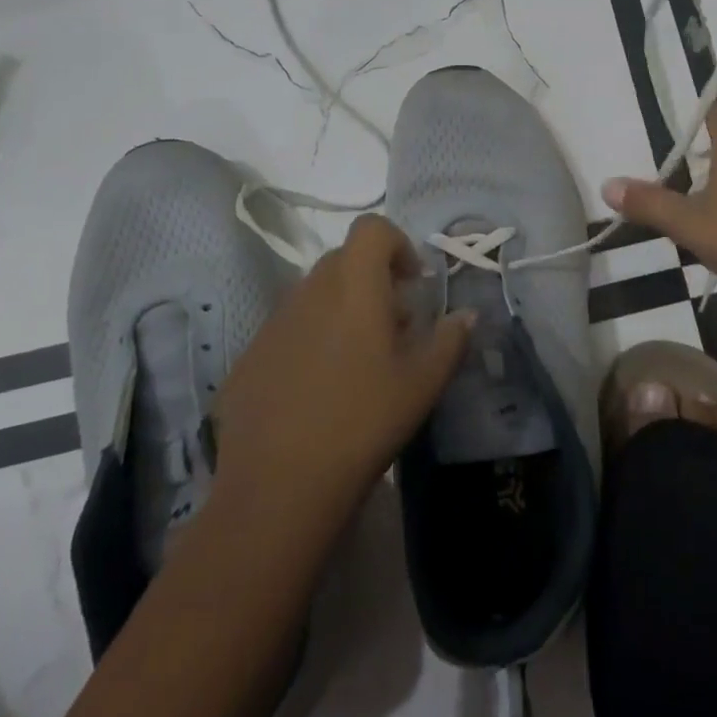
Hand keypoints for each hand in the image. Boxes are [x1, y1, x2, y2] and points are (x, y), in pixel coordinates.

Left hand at [208, 215, 473, 520]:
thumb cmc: (363, 421)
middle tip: (394, 326)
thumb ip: (450, 340)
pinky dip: (310, 341)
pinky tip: (318, 392)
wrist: (278, 487)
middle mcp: (309, 290)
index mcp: (354, 285)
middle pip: (344, 260)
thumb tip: (467, 315)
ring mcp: (273, 323)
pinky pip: (287, 330)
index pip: (371, 229)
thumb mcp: (423, 383)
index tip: (413, 283)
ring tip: (358, 362)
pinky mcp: (249, 357)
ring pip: (314, 295)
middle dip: (373, 280)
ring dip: (341, 310)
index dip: (397, 244)